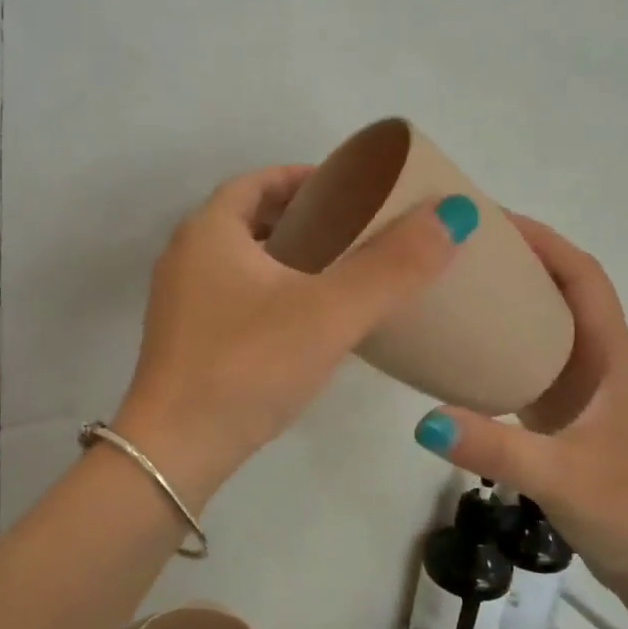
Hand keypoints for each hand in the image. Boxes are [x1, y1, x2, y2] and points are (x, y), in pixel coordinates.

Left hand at [114, 164, 475, 508]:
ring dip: (288, 255)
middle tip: (356, 230)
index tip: (352, 188)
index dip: (306, 177)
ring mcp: (181, 300)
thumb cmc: (248, 367)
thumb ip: (392, 265)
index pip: (259, 180)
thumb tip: (451, 213)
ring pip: (243, 259)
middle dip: (303, 216)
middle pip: (250, 217)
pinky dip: (273, 290)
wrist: (176, 452)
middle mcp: (186, 255)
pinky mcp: (186, 339)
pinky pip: (236, 293)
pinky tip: (308, 319)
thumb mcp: (329, 312)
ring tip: (341, 271)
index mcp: (208, 230)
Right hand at [410, 215, 627, 599]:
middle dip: (519, 259)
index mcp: (610, 356)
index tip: (493, 219)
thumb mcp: (559, 476)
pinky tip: (464, 350)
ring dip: (511, 297)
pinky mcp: (566, 412)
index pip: (582, 276)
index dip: (544, 241)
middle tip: (458, 247)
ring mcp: (583, 387)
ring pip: (547, 323)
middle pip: (561, 288)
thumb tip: (424, 419)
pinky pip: (532, 358)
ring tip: (455, 285)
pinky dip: (503, 341)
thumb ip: (494, 448)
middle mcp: (598, 359)